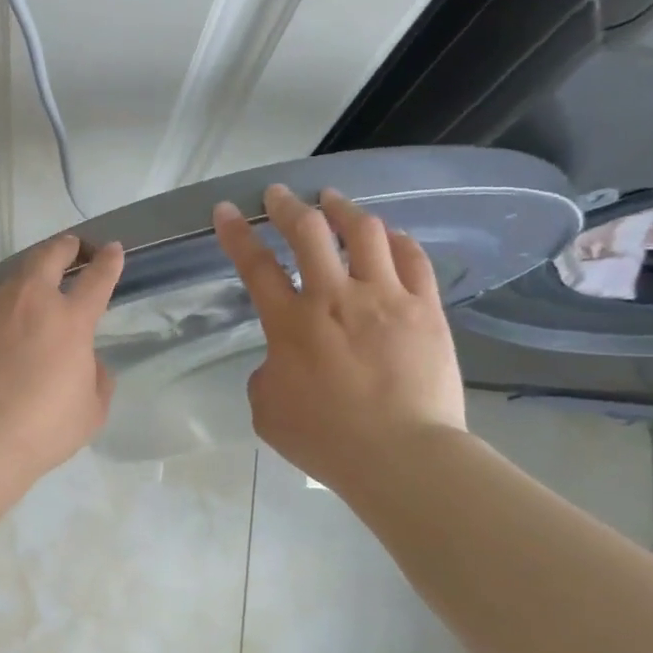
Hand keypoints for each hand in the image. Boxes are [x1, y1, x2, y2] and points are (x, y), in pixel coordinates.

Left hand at [0, 235, 124, 476]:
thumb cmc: (41, 430)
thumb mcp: (90, 412)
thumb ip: (97, 379)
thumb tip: (89, 361)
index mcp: (71, 321)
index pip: (98, 280)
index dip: (108, 262)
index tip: (113, 250)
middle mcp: (31, 301)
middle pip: (50, 256)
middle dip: (65, 247)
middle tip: (70, 247)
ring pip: (10, 273)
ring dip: (24, 274)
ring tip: (24, 284)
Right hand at [214, 185, 464, 489]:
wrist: (401, 456)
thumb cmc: (325, 439)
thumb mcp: (267, 410)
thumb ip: (266, 373)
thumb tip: (282, 359)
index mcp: (291, 324)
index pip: (255, 265)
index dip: (236, 234)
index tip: (226, 210)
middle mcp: (335, 298)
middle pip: (309, 233)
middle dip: (287, 207)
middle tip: (278, 196)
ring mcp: (386, 298)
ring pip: (365, 233)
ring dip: (343, 210)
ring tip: (333, 200)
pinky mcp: (426, 308)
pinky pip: (413, 258)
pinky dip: (396, 239)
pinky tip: (388, 235)